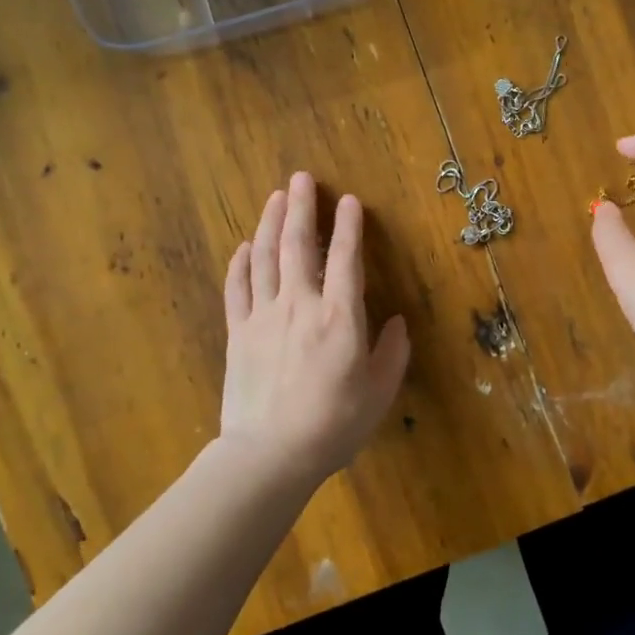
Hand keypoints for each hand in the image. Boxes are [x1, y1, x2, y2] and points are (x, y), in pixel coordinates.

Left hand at [220, 171, 410, 485]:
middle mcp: (300, 305)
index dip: (349, 226)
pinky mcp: (238, 333)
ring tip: (275, 197)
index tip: (349, 200)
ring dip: (271, 223)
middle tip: (300, 177)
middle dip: (302, 208)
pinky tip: (244, 246)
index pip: (345, 258)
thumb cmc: (333, 425)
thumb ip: (392, 353)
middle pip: (298, 245)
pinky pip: (237, 289)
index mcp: (340, 317)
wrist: (269, 456)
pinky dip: (240, 263)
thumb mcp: (379, 393)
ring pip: (265, 258)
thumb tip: (396, 323)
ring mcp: (263, 316)